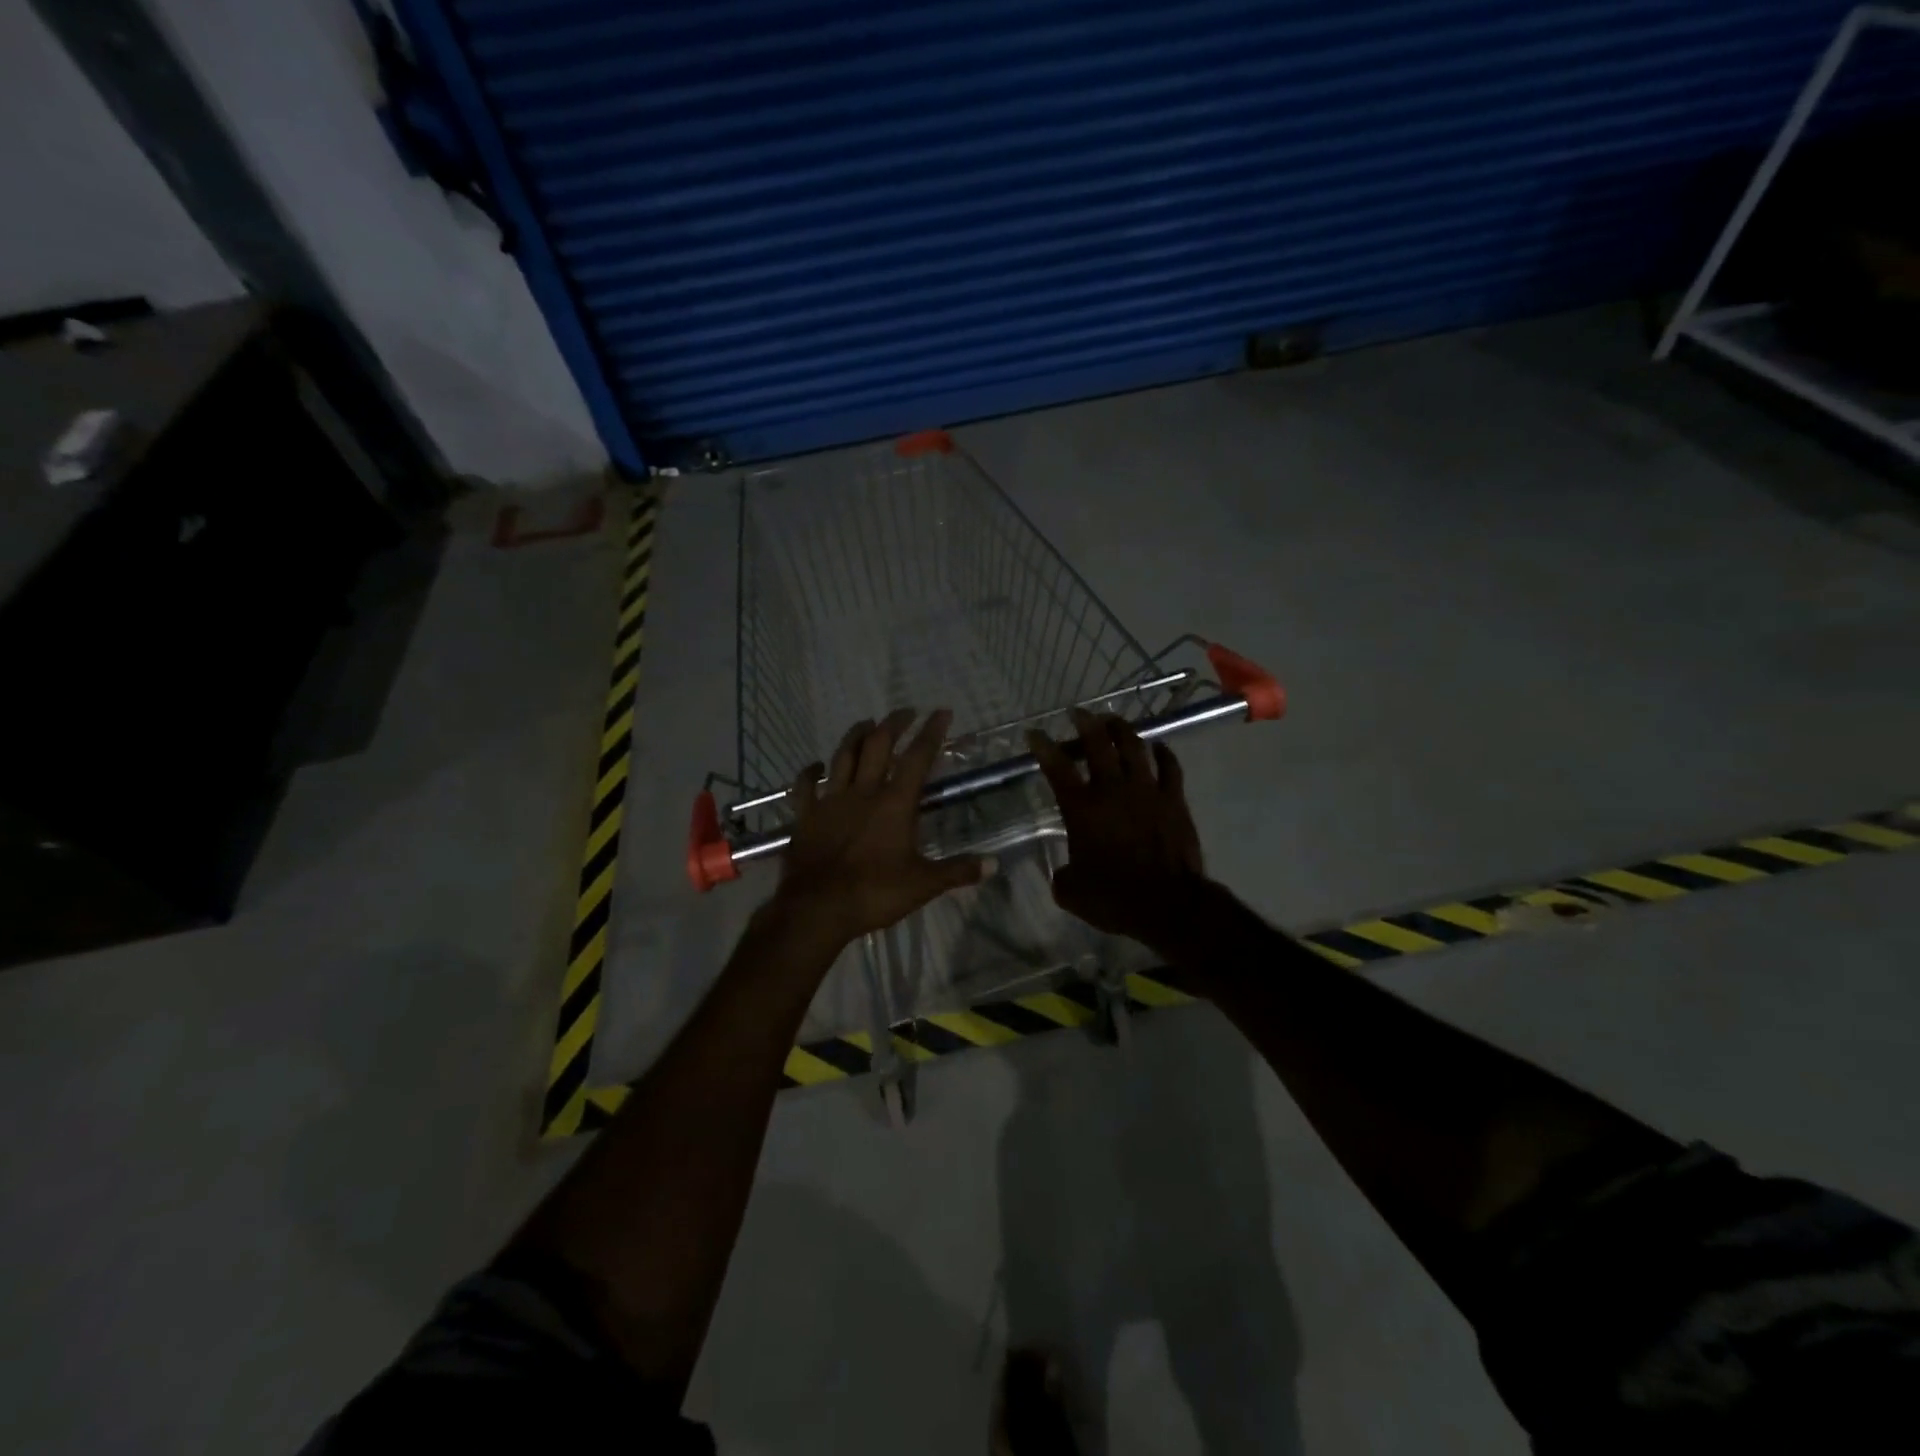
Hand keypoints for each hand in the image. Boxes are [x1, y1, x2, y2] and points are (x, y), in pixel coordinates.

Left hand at [773, 709, 989, 945]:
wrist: (817, 908)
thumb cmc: (874, 893)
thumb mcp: (923, 885)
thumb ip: (958, 871)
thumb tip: (994, 865)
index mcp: (895, 804)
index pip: (917, 758)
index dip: (931, 733)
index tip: (942, 712)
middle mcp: (863, 792)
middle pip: (877, 746)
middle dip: (893, 724)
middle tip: (905, 711)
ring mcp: (830, 802)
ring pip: (842, 757)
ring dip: (855, 736)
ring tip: (866, 723)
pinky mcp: (806, 816)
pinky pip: (805, 787)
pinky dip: (809, 772)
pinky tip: (814, 765)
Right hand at [1027, 710, 1209, 949]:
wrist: (1167, 904)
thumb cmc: (1113, 898)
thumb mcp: (1071, 891)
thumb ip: (1063, 874)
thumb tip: (1064, 871)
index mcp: (1081, 808)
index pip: (1056, 767)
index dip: (1043, 746)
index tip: (1034, 733)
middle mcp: (1112, 789)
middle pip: (1097, 743)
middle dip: (1085, 723)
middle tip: (1077, 713)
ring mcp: (1147, 790)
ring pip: (1134, 746)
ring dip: (1120, 729)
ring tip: (1112, 721)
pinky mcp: (1174, 799)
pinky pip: (1170, 766)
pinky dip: (1162, 752)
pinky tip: (1157, 747)